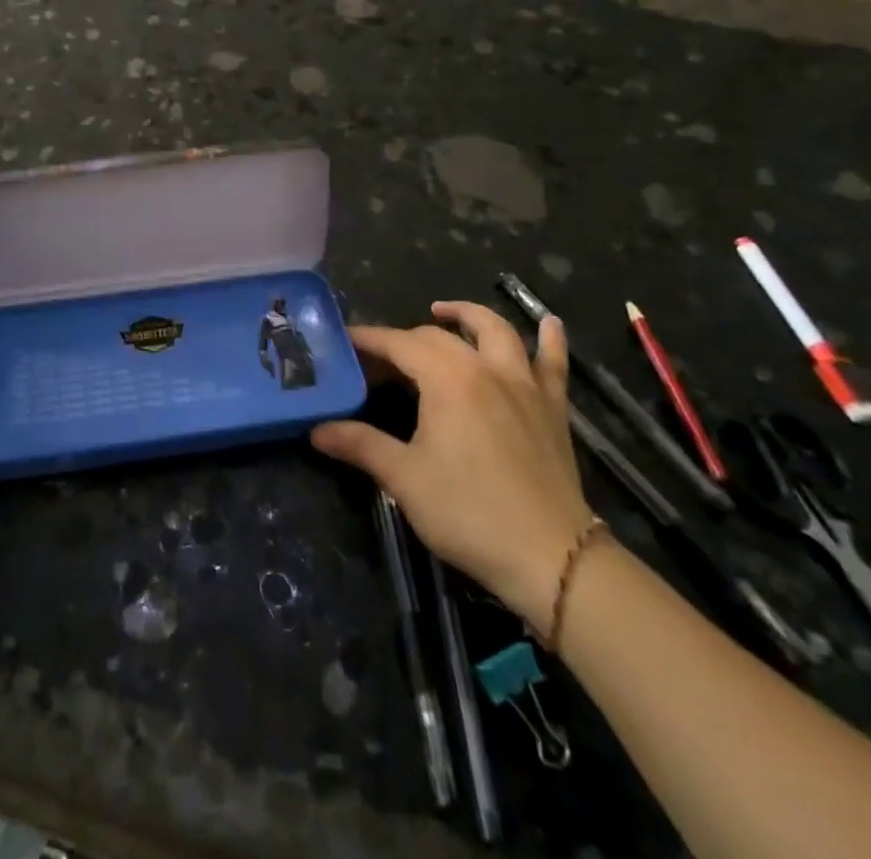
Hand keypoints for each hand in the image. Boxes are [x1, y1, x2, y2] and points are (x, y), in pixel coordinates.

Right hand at [310, 302, 594, 626]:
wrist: (552, 558)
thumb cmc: (469, 512)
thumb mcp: (404, 478)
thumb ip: (360, 445)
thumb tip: (316, 430)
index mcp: (447, 379)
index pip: (399, 344)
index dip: (369, 340)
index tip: (344, 341)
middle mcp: (486, 368)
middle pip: (438, 337)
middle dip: (404, 338)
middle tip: (379, 358)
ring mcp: (524, 385)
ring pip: (496, 331)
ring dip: (468, 316)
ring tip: (444, 312)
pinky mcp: (553, 408)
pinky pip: (554, 362)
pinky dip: (550, 339)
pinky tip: (548, 324)